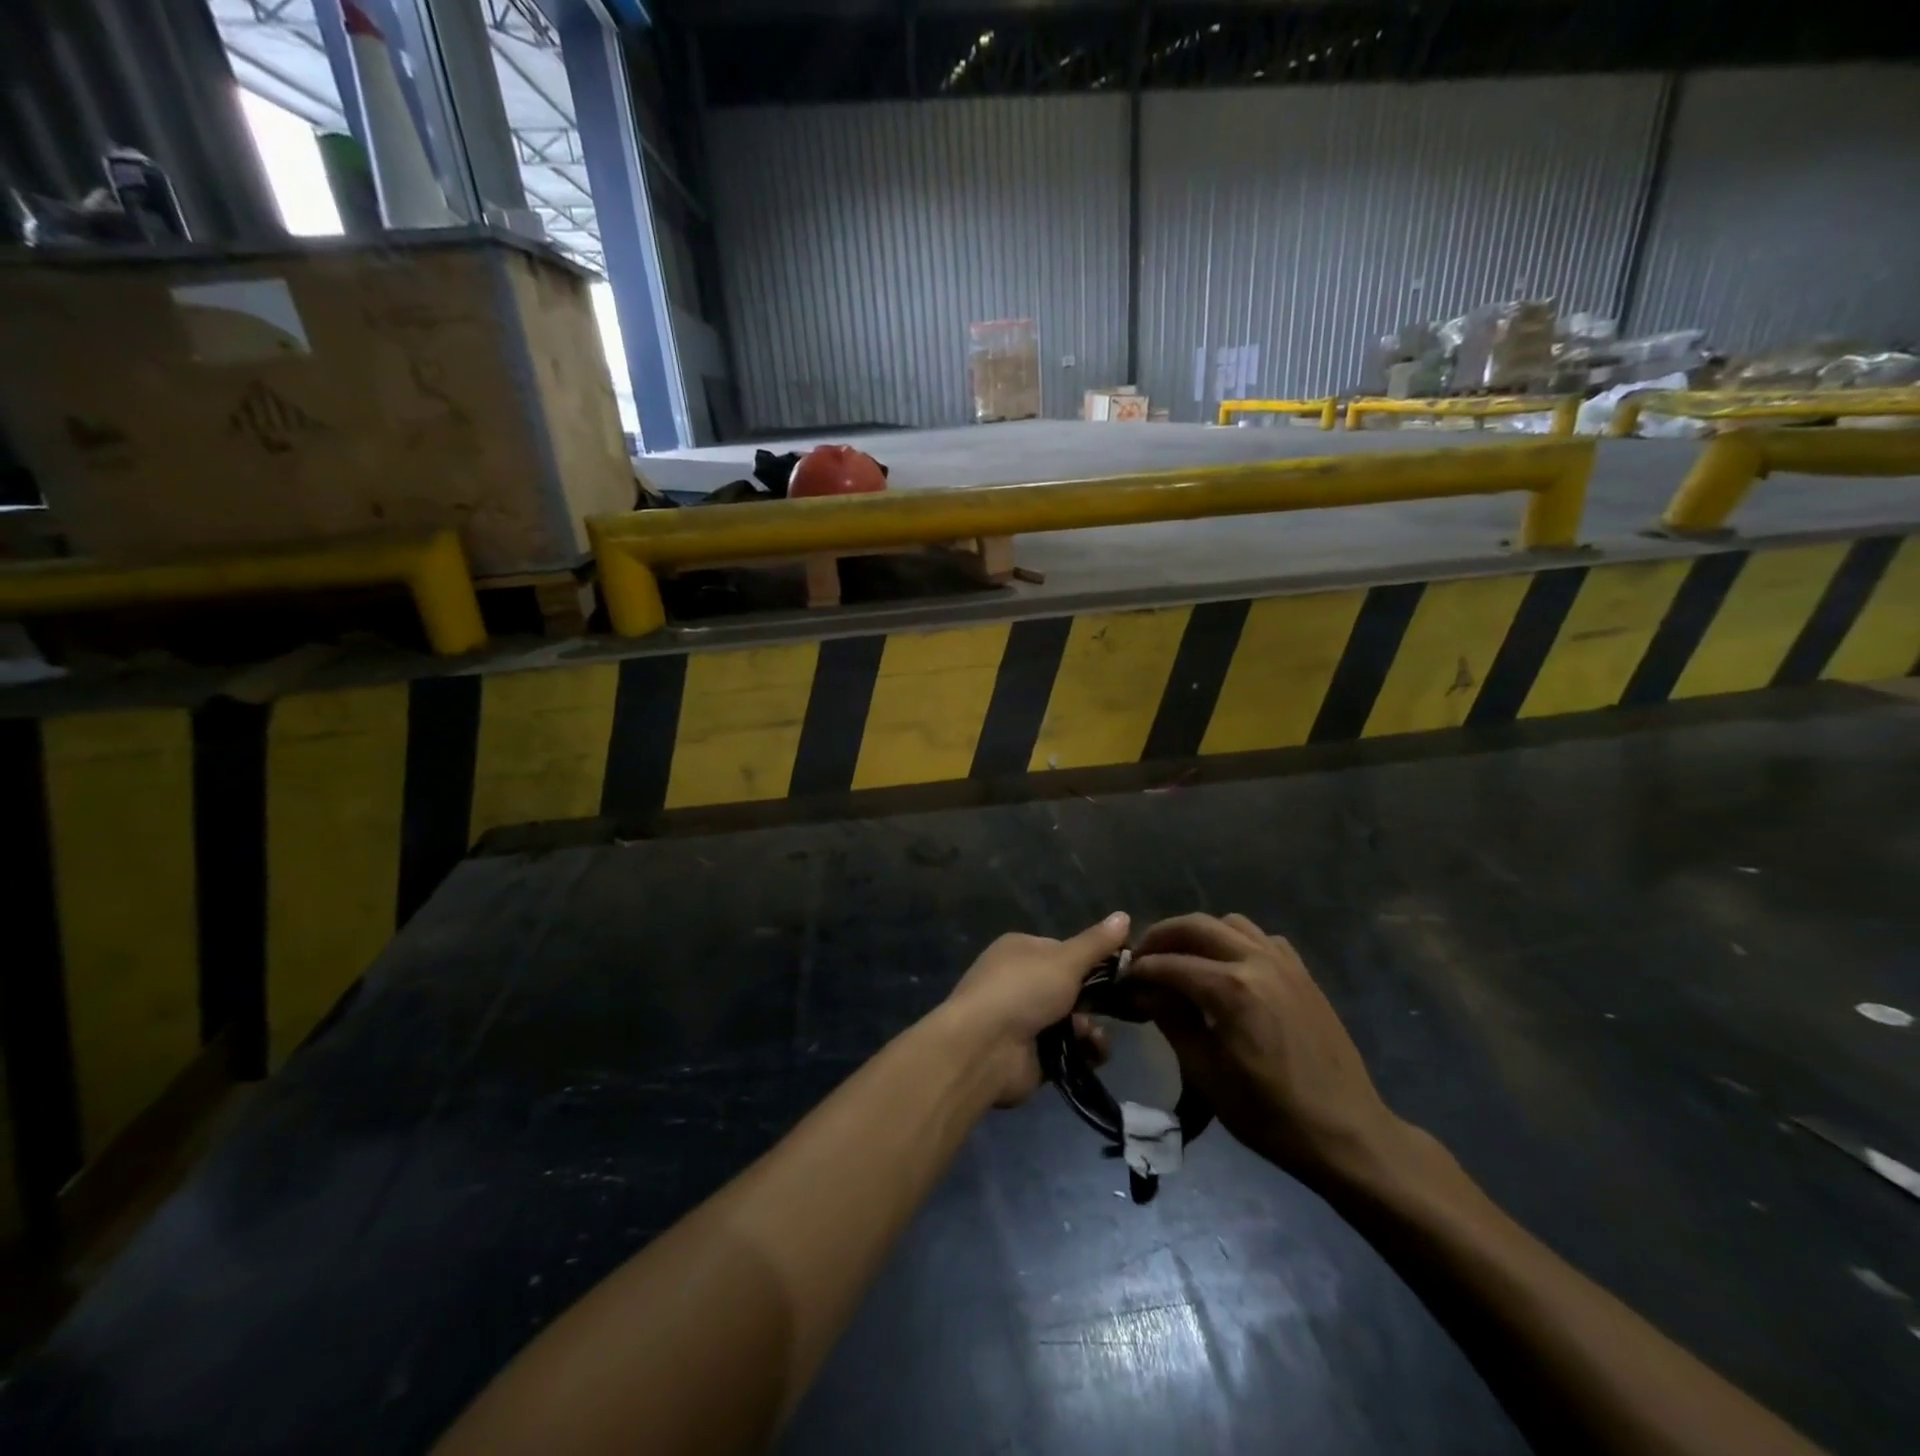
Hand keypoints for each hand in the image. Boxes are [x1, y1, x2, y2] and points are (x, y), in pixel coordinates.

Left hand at [942, 913, 1125, 1106]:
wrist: (984, 1047)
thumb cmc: (1023, 990)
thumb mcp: (1065, 960)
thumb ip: (1096, 943)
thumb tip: (1124, 915)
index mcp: (1021, 950)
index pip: (1065, 950)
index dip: (1094, 960)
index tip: (1124, 970)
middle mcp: (1021, 981)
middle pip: (1071, 987)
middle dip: (1096, 999)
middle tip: (1122, 1006)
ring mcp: (1025, 1020)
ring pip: (1074, 1021)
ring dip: (1091, 1028)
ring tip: (1094, 1036)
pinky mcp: (1032, 1055)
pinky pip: (1069, 1050)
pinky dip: (1084, 1051)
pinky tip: (1092, 1052)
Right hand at [1128, 913, 1404, 1188]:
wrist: (1347, 1133)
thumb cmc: (1269, 1114)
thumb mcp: (1206, 1074)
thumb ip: (1172, 1021)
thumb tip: (1146, 991)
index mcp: (1230, 989)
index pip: (1170, 963)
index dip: (1141, 969)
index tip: (1122, 979)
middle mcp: (1256, 962)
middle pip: (1197, 926)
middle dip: (1162, 936)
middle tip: (1142, 957)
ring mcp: (1284, 963)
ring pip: (1229, 924)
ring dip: (1198, 933)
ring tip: (1181, 957)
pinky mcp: (1302, 973)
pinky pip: (1261, 938)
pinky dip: (1234, 941)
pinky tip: (1227, 967)